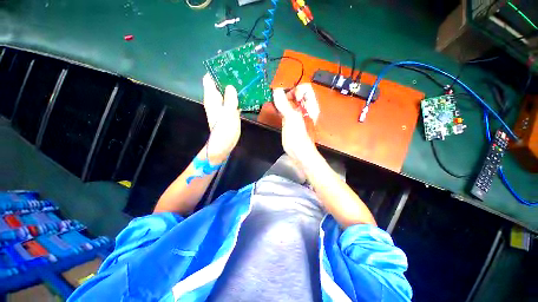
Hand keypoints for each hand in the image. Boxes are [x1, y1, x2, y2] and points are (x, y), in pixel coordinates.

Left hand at [203, 74, 240, 163]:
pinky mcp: (230, 111)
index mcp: (212, 98)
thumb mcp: (228, 114)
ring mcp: (224, 105)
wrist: (225, 144)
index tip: (227, 64)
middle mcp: (217, 100)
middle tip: (241, 70)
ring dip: (235, 86)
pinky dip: (239, 96)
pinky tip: (248, 93)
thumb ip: (230, 99)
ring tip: (246, 79)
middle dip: (229, 76)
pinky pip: (234, 100)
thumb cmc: (224, 130)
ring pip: (228, 92)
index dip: (216, 70)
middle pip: (220, 84)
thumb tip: (231, 86)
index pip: (209, 79)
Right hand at [273, 84, 319, 167]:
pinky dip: (279, 107)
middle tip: (279, 99)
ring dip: (281, 100)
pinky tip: (275, 109)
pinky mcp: (289, 119)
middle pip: (296, 93)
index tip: (289, 97)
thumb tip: (277, 91)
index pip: (305, 88)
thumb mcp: (292, 119)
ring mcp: (296, 114)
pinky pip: (284, 109)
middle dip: (286, 93)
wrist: (298, 152)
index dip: (296, 89)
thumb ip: (284, 104)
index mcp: (310, 106)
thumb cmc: (299, 138)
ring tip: (276, 103)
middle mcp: (304, 108)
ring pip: (289, 101)